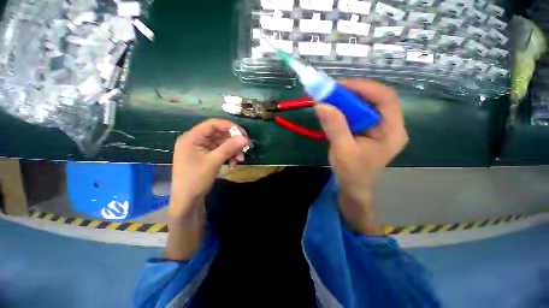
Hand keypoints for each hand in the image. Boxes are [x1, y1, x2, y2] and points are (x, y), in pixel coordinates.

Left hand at [169, 119, 249, 220]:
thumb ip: (229, 147)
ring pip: (221, 143)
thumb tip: (245, 139)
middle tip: (245, 147)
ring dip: (232, 150)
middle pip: (218, 134)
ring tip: (240, 159)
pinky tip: (234, 163)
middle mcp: (196, 140)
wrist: (187, 200)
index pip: (212, 124)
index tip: (243, 133)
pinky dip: (228, 156)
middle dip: (233, 141)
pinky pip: (220, 151)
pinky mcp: (205, 156)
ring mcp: (201, 149)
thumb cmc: (196, 179)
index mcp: (192, 137)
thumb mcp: (214, 161)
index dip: (229, 126)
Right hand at [314, 79, 408, 233]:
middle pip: (375, 99)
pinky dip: (343, 109)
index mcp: (392, 131)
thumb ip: (335, 127)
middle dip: (352, 93)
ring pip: (364, 105)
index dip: (363, 88)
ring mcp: (378, 127)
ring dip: (346, 100)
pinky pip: (356, 114)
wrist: (352, 187)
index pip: (385, 98)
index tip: (339, 86)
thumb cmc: (352, 174)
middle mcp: (389, 125)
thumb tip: (321, 105)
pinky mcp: (366, 129)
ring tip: (328, 99)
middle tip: (330, 92)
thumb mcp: (343, 151)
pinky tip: (332, 110)